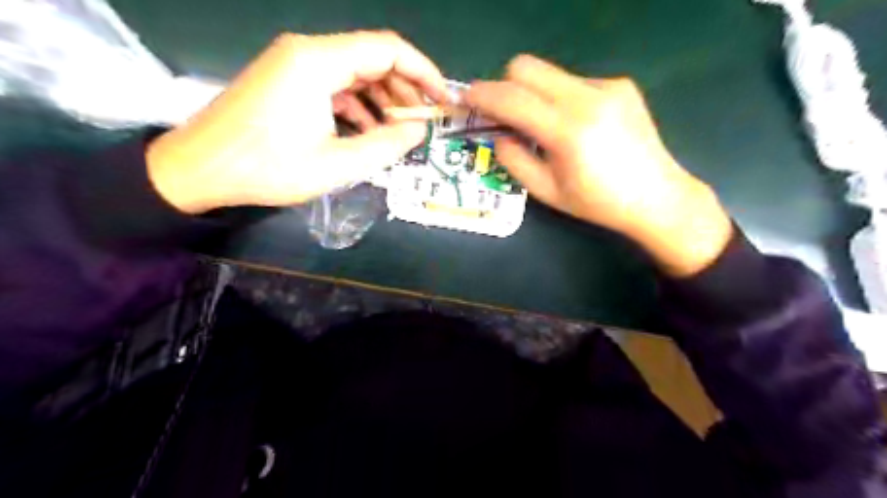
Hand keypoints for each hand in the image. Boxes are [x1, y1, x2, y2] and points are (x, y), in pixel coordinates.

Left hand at [148, 31, 447, 213]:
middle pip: (373, 58)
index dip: (424, 72)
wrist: (199, 169)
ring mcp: (295, 65)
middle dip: (405, 89)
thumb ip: (386, 145)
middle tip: (423, 122)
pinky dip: (359, 105)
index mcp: (319, 61)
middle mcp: (308, 52)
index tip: (443, 100)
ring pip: (356, 72)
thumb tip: (418, 129)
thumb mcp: (337, 164)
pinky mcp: (288, 81)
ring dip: (383, 99)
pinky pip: (336, 85)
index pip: (388, 49)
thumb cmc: (267, 168)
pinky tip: (368, 132)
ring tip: (399, 132)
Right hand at [466, 56, 730, 277]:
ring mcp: (607, 86)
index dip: (483, 96)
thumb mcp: (546, 192)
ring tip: (543, 126)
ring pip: (549, 73)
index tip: (467, 100)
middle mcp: (588, 98)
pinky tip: (575, 124)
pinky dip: (559, 98)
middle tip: (503, 114)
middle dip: (505, 86)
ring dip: (533, 94)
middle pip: (527, 67)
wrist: (657, 196)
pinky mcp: (620, 84)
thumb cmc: (597, 203)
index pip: (512, 98)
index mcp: (568, 131)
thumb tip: (498, 135)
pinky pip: (573, 81)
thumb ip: (514, 160)